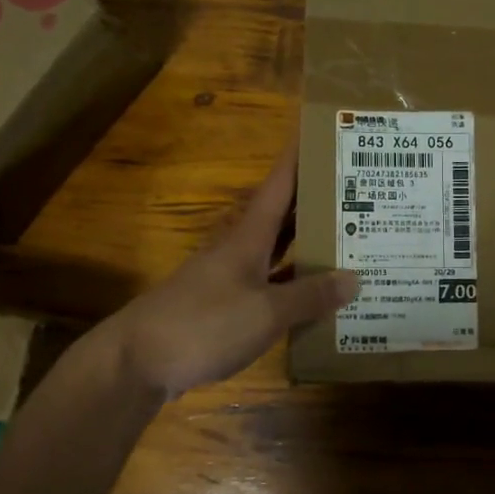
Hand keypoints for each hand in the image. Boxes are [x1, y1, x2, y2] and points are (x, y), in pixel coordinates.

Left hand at [105, 139, 357, 398]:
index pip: (278, 186)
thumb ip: (309, 296)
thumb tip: (354, 278)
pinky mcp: (221, 309)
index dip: (298, 158)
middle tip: (357, 192)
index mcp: (248, 238)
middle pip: (281, 217)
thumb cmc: (204, 324)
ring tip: (348, 242)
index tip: (318, 131)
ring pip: (275, 254)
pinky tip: (314, 298)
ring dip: (306, 247)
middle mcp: (238, 251)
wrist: (137, 362)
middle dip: (314, 202)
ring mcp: (227, 280)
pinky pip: (267, 288)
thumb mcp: (266, 312)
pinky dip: (291, 287)